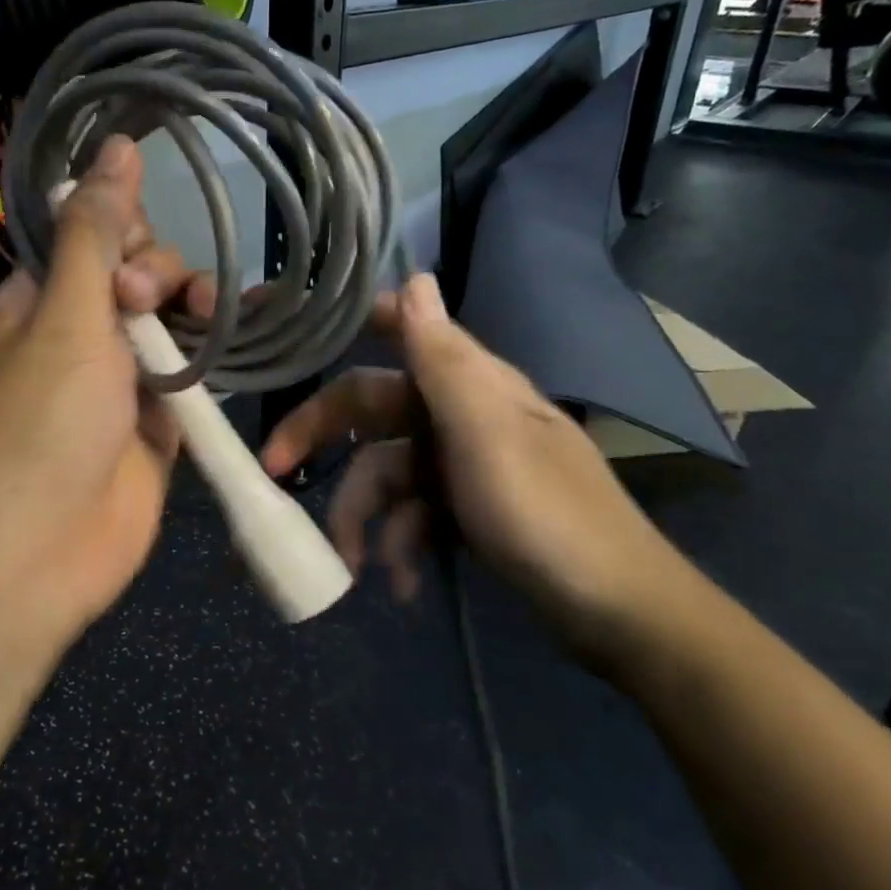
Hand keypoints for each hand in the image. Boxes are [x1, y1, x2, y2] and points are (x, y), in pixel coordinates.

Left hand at [0, 137, 188, 645]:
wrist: (41, 554)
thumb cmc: (41, 425)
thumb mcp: (65, 318)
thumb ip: (96, 234)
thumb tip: (117, 147)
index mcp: (36, 305)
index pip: (85, 239)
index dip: (118, 229)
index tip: (134, 243)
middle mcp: (76, 338)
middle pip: (133, 278)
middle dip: (154, 275)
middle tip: (146, 303)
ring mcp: (118, 384)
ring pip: (167, 324)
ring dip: (192, 310)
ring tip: (208, 319)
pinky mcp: (155, 425)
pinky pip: (189, 375)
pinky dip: (211, 356)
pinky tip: (240, 333)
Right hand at [261, 273, 699, 674]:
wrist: (618, 615)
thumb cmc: (547, 517)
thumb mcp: (486, 435)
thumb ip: (445, 360)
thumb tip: (416, 274)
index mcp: (468, 383)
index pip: (399, 330)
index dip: (344, 321)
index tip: (286, 330)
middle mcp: (461, 414)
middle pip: (371, 408)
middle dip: (322, 438)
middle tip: (272, 470)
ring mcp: (463, 465)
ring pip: (385, 472)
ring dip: (365, 517)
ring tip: (356, 568)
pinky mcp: (466, 510)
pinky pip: (413, 516)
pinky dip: (400, 546)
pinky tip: (403, 585)